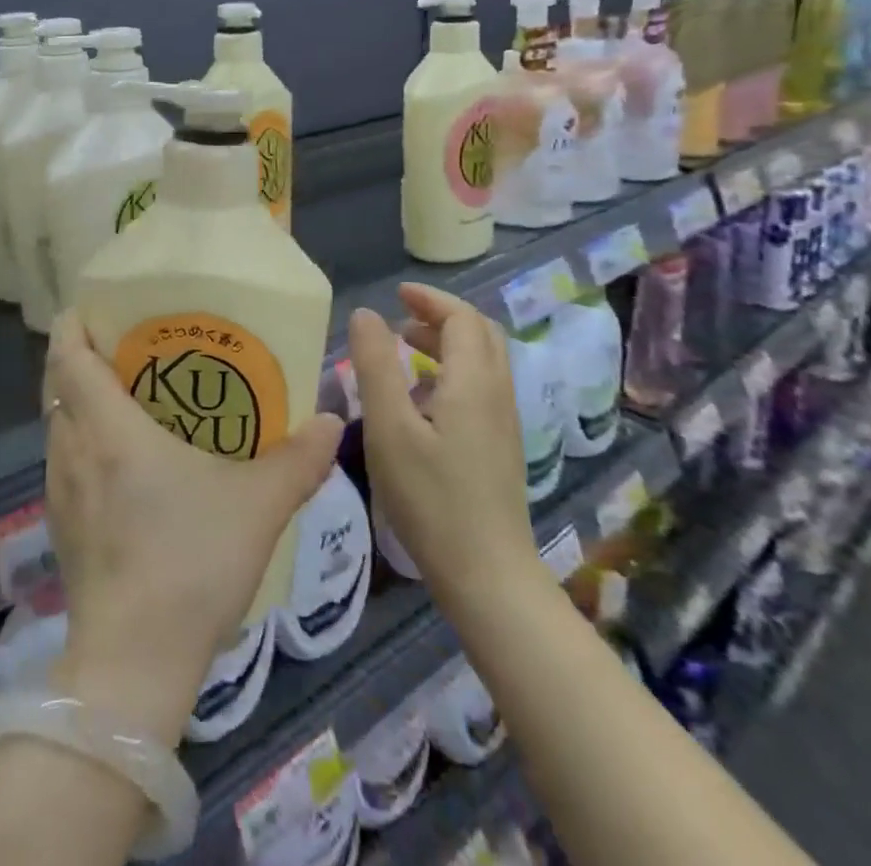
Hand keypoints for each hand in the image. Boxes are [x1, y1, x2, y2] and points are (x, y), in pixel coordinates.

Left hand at [40, 311, 344, 743]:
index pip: (68, 355)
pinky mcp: (60, 528)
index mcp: (108, 428)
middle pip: (59, 384)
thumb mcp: (258, 505)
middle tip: (126, 347)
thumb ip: (298, 459)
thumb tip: (330, 419)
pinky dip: (84, 443)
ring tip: (128, 398)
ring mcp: (59, 492)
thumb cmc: (190, 561)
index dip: (73, 324)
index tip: (94, 307)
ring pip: (60, 425)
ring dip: (83, 402)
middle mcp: (72, 449)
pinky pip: (65, 462)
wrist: (134, 664)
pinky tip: (124, 465)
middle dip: (82, 357)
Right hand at [351, 285, 542, 621]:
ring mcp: (504, 422)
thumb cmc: (431, 498)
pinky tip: (421, 400)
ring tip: (404, 351)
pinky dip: (453, 371)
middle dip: (441, 316)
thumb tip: (366, 314)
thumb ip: (375, 365)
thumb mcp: (389, 427)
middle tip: (401, 317)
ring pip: (483, 361)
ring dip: (447, 343)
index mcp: (473, 381)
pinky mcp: (501, 446)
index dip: (430, 299)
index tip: (396, 295)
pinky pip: (482, 387)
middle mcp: (497, 393)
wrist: (487, 575)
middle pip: (480, 333)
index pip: (461, 317)